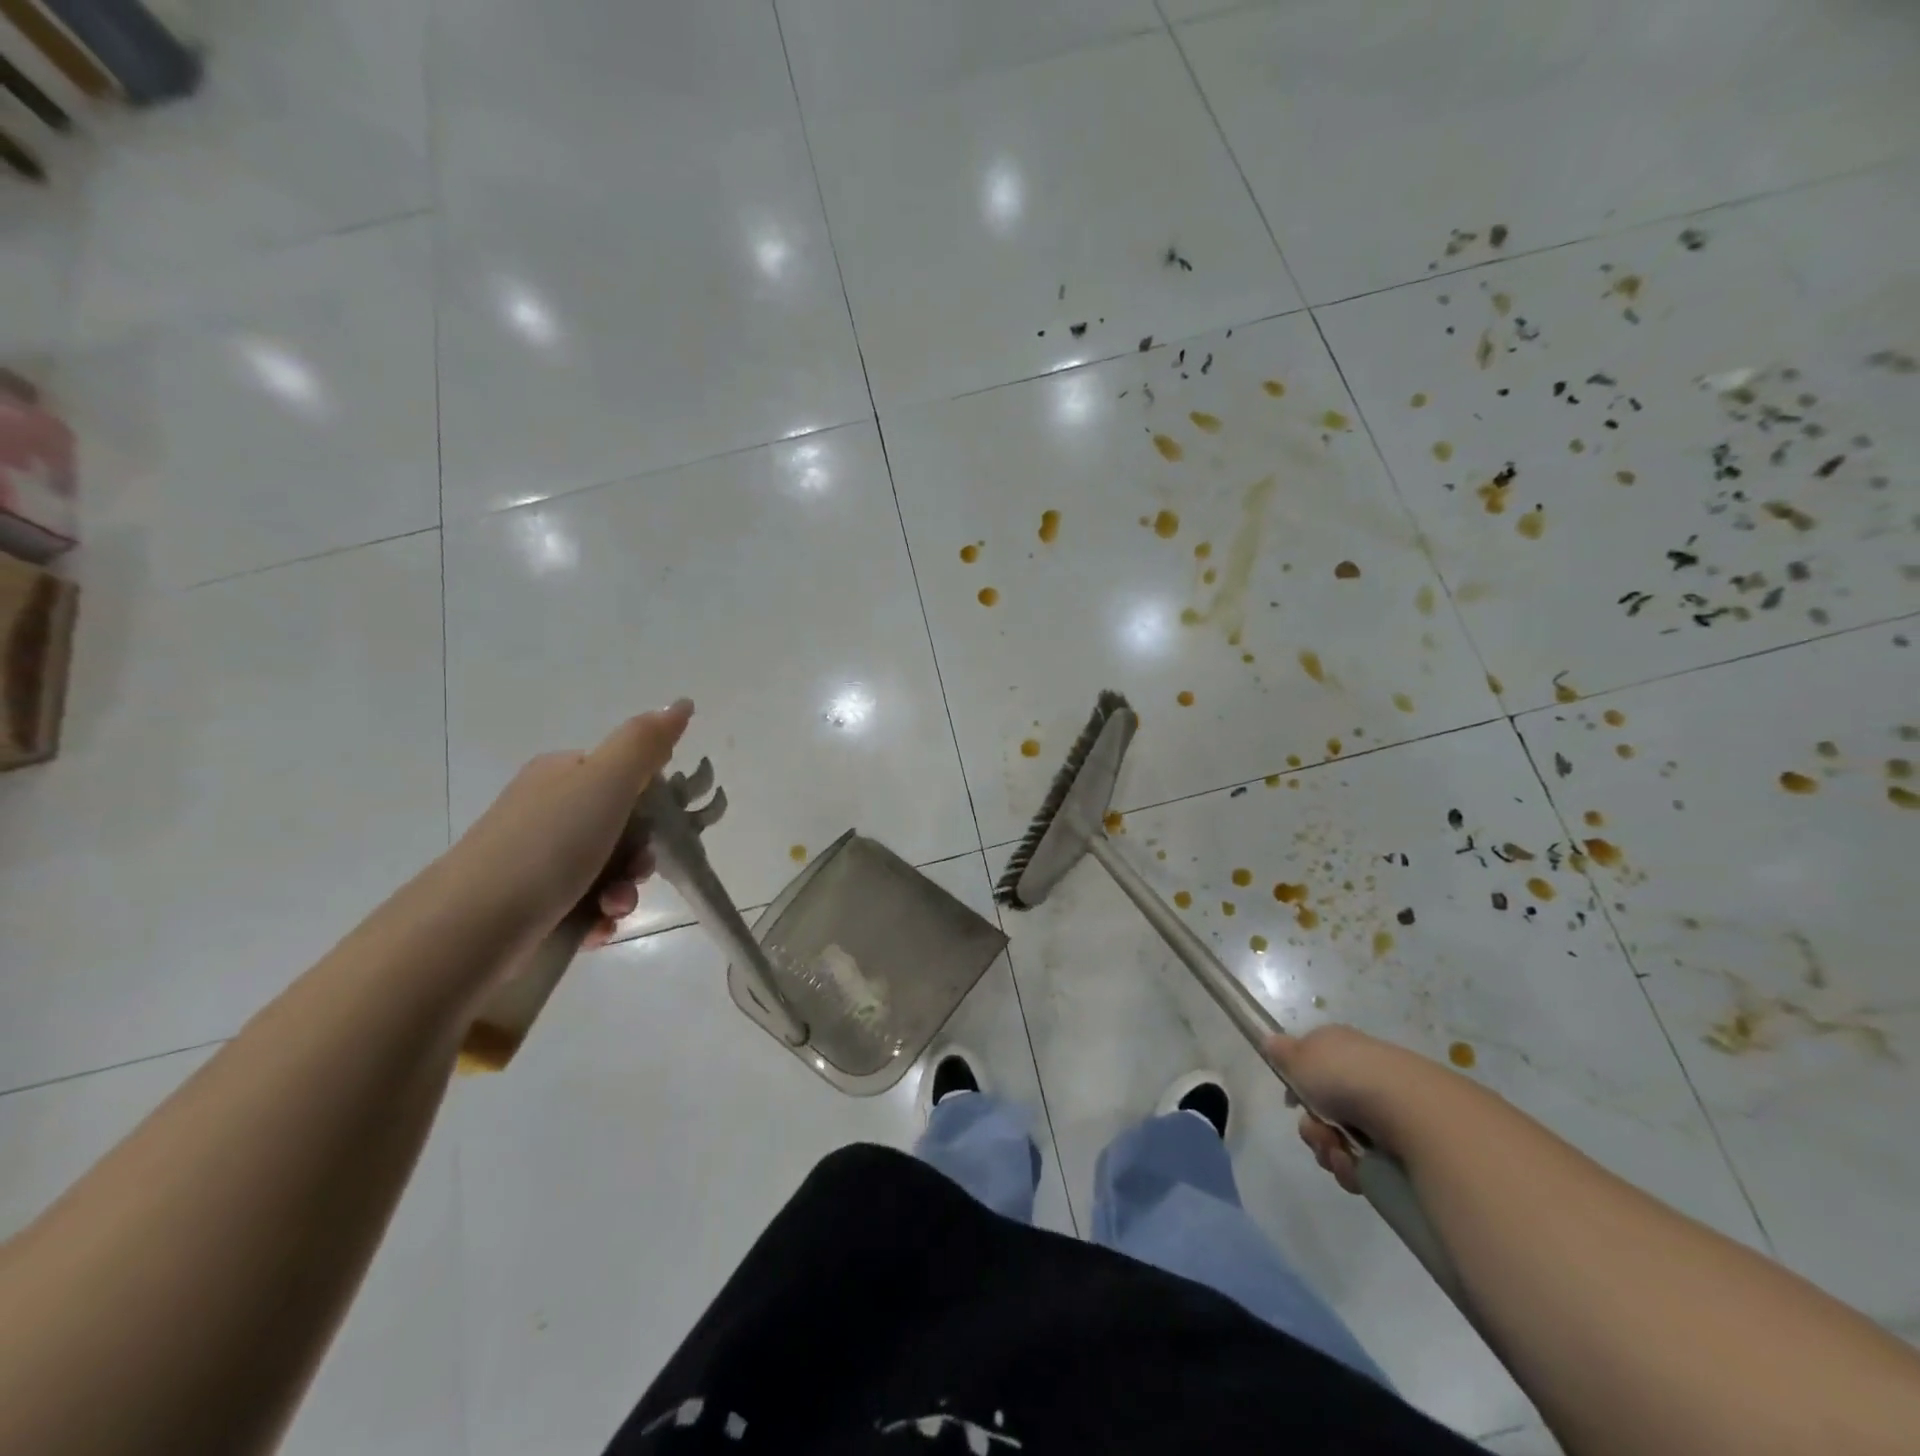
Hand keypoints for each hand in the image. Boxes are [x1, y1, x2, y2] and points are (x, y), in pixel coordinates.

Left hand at [445, 701, 693, 951]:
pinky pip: (585, 905)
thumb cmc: (547, 846)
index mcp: (563, 775)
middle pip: (622, 828)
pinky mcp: (530, 904)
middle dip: (639, 856)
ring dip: (624, 891)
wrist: (471, 927)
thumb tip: (682, 702)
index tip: (659, 829)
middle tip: (635, 872)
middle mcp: (549, 811)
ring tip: (612, 908)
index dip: (653, 805)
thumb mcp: (605, 783)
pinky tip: (595, 928)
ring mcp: (537, 860)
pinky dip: (598, 916)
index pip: (626, 778)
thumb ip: (646, 743)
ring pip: (607, 870)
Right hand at [1264, 1025, 1452, 1194]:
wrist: (1409, 1109)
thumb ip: (1282, 1052)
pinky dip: (1353, 1168)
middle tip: (1316, 1131)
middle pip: (1323, 1111)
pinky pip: (1365, 1164)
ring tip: (1339, 1152)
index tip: (1292, 1103)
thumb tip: (1271, 1041)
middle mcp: (1364, 1077)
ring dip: (1329, 1150)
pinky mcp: (1403, 1148)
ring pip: (1340, 1140)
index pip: (1314, 1067)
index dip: (1298, 1087)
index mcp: (1342, 1049)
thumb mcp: (1299, 1056)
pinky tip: (1356, 1167)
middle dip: (1312, 1128)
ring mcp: (1385, 1113)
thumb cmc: (1345, 1074)